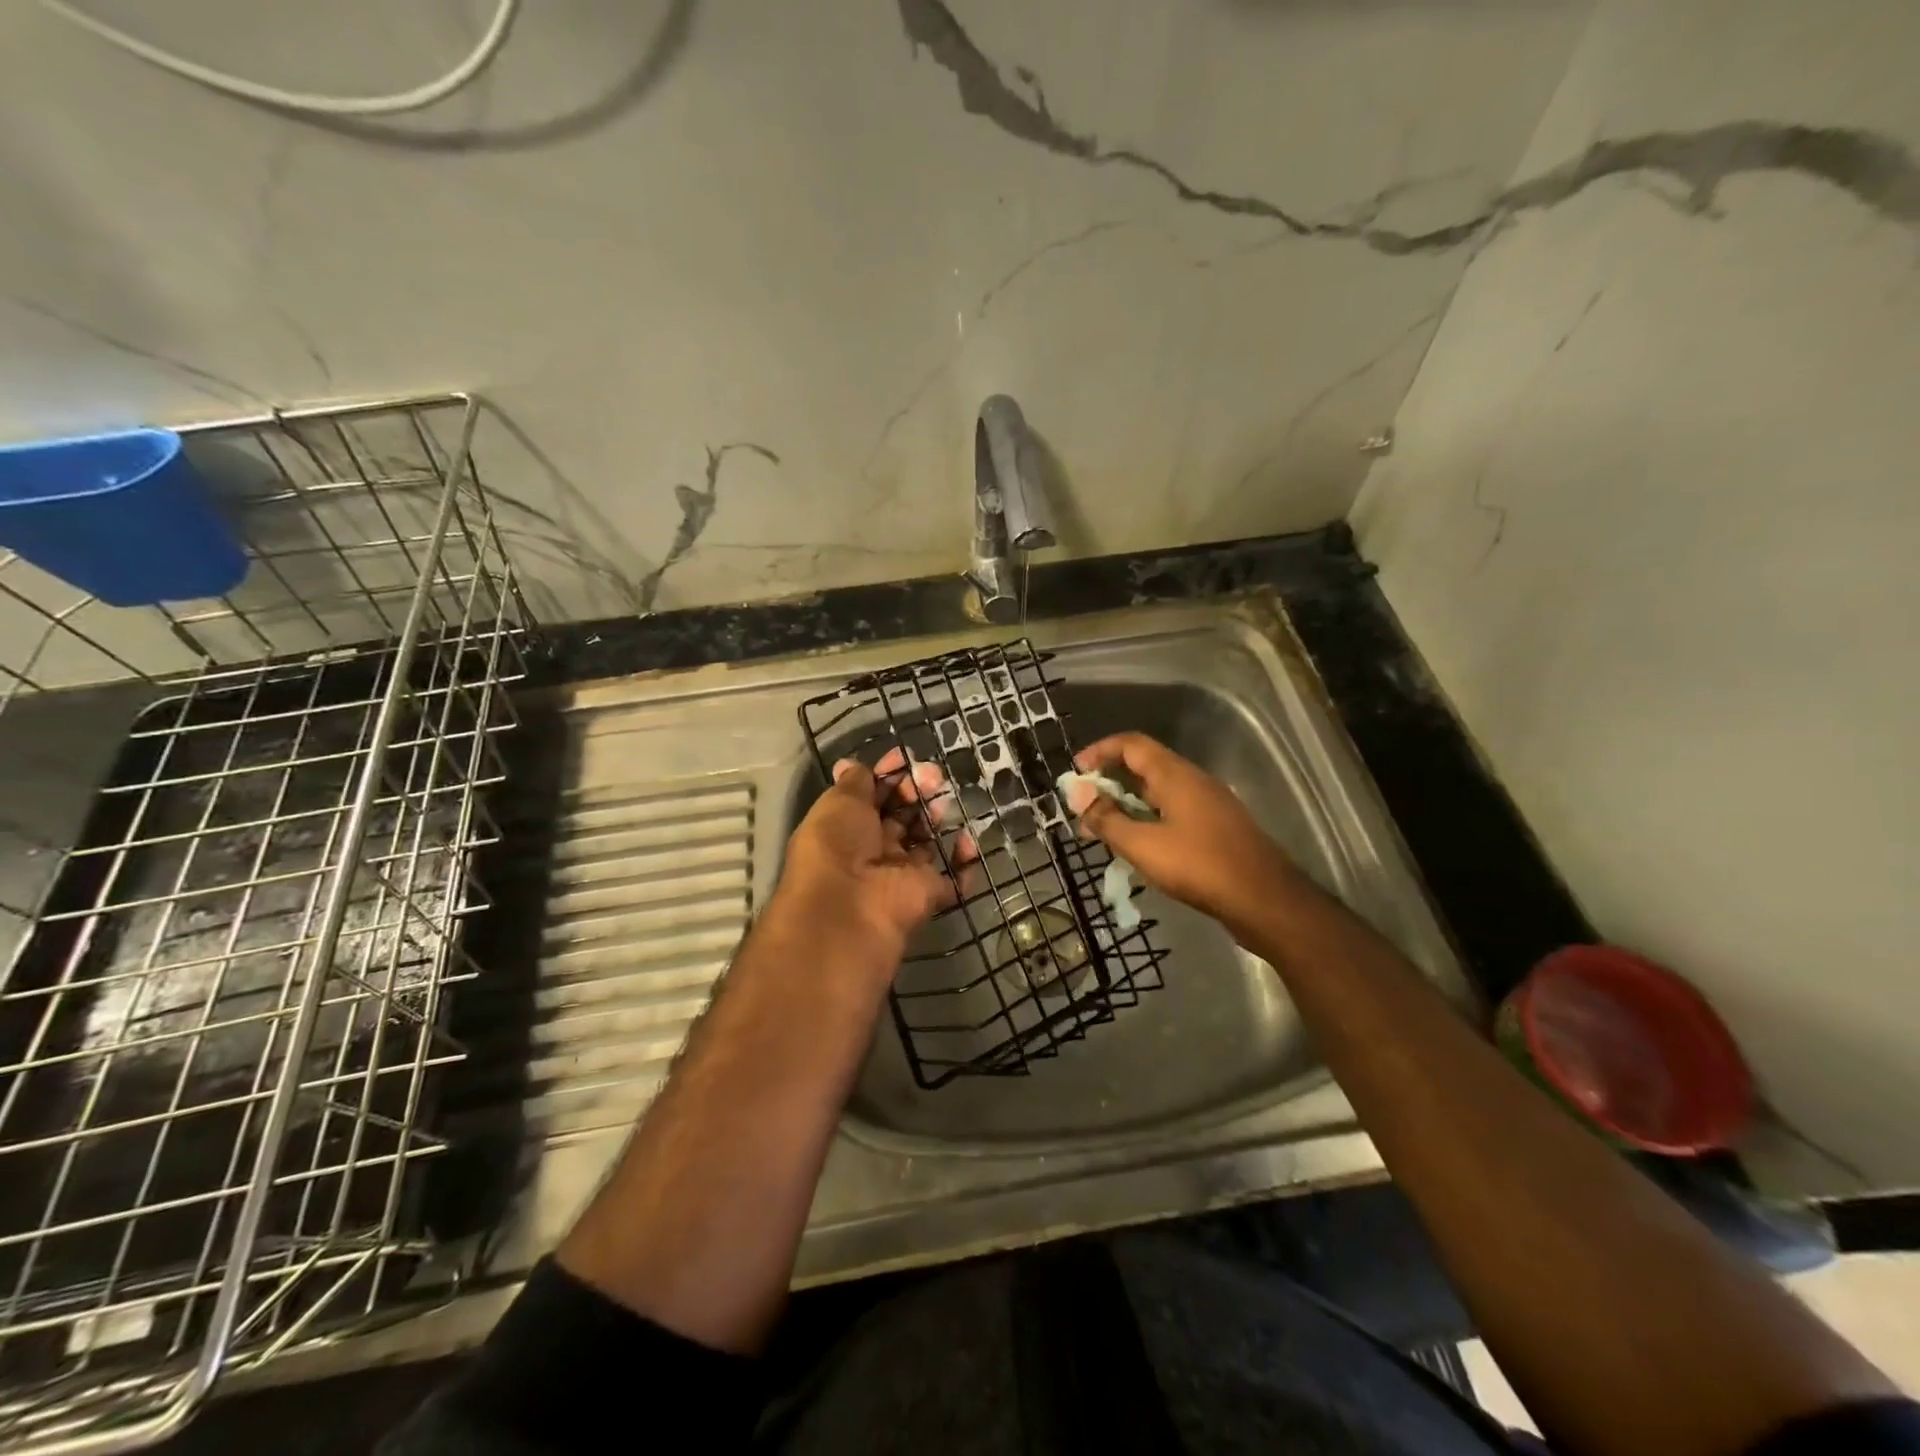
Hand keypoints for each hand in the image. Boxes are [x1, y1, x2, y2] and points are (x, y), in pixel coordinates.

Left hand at [769, 749, 968, 981]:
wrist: (850, 906)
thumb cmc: (837, 844)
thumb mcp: (839, 802)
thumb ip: (854, 782)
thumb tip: (850, 764)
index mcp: (846, 828)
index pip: (871, 796)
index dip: (887, 775)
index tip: (905, 757)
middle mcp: (873, 850)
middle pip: (900, 815)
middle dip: (915, 790)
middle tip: (931, 775)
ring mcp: (902, 874)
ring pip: (925, 841)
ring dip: (936, 817)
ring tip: (942, 801)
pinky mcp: (927, 894)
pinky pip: (954, 878)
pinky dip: (964, 861)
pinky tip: (967, 839)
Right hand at [1063, 732, 1298, 941]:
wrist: (1264, 900)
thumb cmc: (1199, 866)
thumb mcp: (1142, 845)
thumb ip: (1107, 819)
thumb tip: (1078, 795)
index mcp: (1174, 775)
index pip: (1130, 744)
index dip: (1099, 752)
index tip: (1075, 773)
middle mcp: (1192, 781)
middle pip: (1143, 767)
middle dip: (1108, 784)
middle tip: (1083, 809)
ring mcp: (1207, 804)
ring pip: (1157, 794)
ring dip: (1126, 806)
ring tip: (1102, 833)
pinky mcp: (1215, 828)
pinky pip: (1172, 813)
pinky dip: (1147, 821)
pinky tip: (1137, 848)